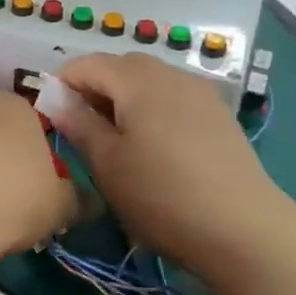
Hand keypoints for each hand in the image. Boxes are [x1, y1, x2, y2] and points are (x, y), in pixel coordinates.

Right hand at [51, 53, 290, 269]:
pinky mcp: (218, 115)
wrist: (244, 230)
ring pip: (149, 81)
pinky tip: (154, 147)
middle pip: (120, 66)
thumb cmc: (161, 194)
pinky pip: (173, 98)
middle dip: (94, 89)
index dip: (62, 84)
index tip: (51, 117)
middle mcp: (170, 74)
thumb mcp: (107, 162)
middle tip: (83, 130)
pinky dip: (152, 109)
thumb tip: (55, 98)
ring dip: (124, 99)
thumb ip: (78, 123)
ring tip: (117, 141)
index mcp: (137, 80)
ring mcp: (199, 93)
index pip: (86, 64)